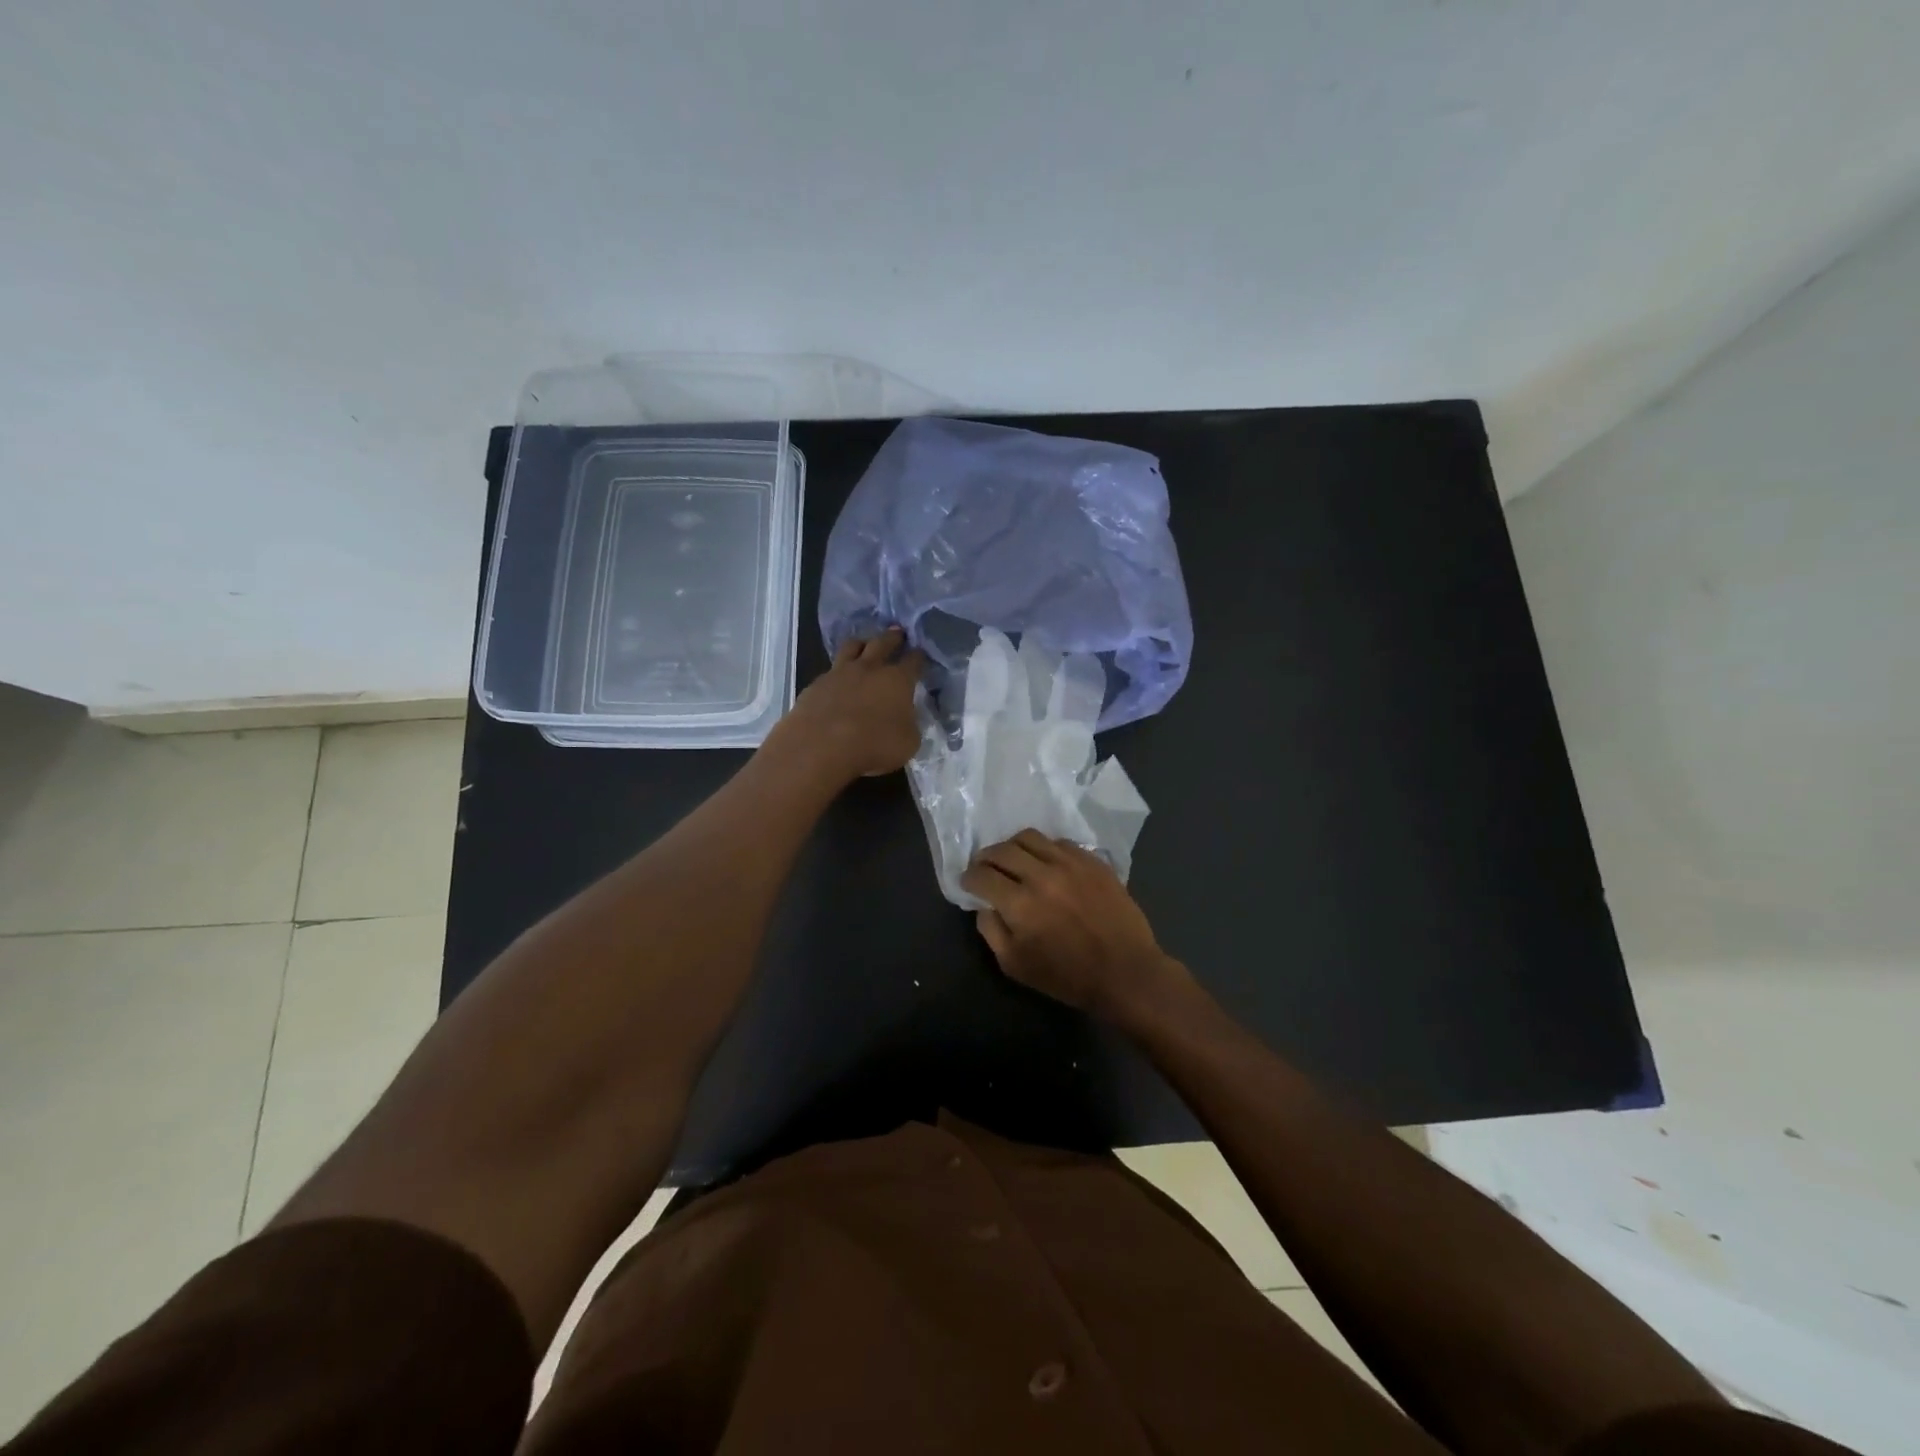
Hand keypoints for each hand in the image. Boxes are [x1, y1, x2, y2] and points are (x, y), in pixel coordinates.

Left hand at [773, 628, 924, 784]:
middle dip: (893, 638)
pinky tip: (837, 681)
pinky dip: (838, 672)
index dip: (918, 657)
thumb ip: (909, 724)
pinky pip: (830, 671)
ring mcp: (839, 673)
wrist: (821, 748)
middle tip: (898, 633)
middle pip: (882, 643)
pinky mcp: (815, 685)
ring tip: (865, 645)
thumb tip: (904, 717)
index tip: (921, 655)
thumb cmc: (874, 746)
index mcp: (897, 680)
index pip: (913, 661)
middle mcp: (869, 669)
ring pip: (852, 647)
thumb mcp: (908, 742)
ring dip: (862, 644)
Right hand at [962, 830, 1187, 1024]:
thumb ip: (991, 930)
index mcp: (1019, 904)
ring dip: (1013, 846)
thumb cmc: (1067, 976)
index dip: (969, 877)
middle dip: (986, 857)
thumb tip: (985, 904)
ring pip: (1030, 837)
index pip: (982, 875)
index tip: (968, 882)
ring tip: (1013, 858)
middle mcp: (1042, 875)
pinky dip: (1045, 849)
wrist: (1124, 972)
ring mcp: (1070, 864)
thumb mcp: (1015, 965)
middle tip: (984, 866)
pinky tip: (1046, 863)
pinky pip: (1060, 842)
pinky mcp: (1092, 861)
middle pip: (1002, 850)